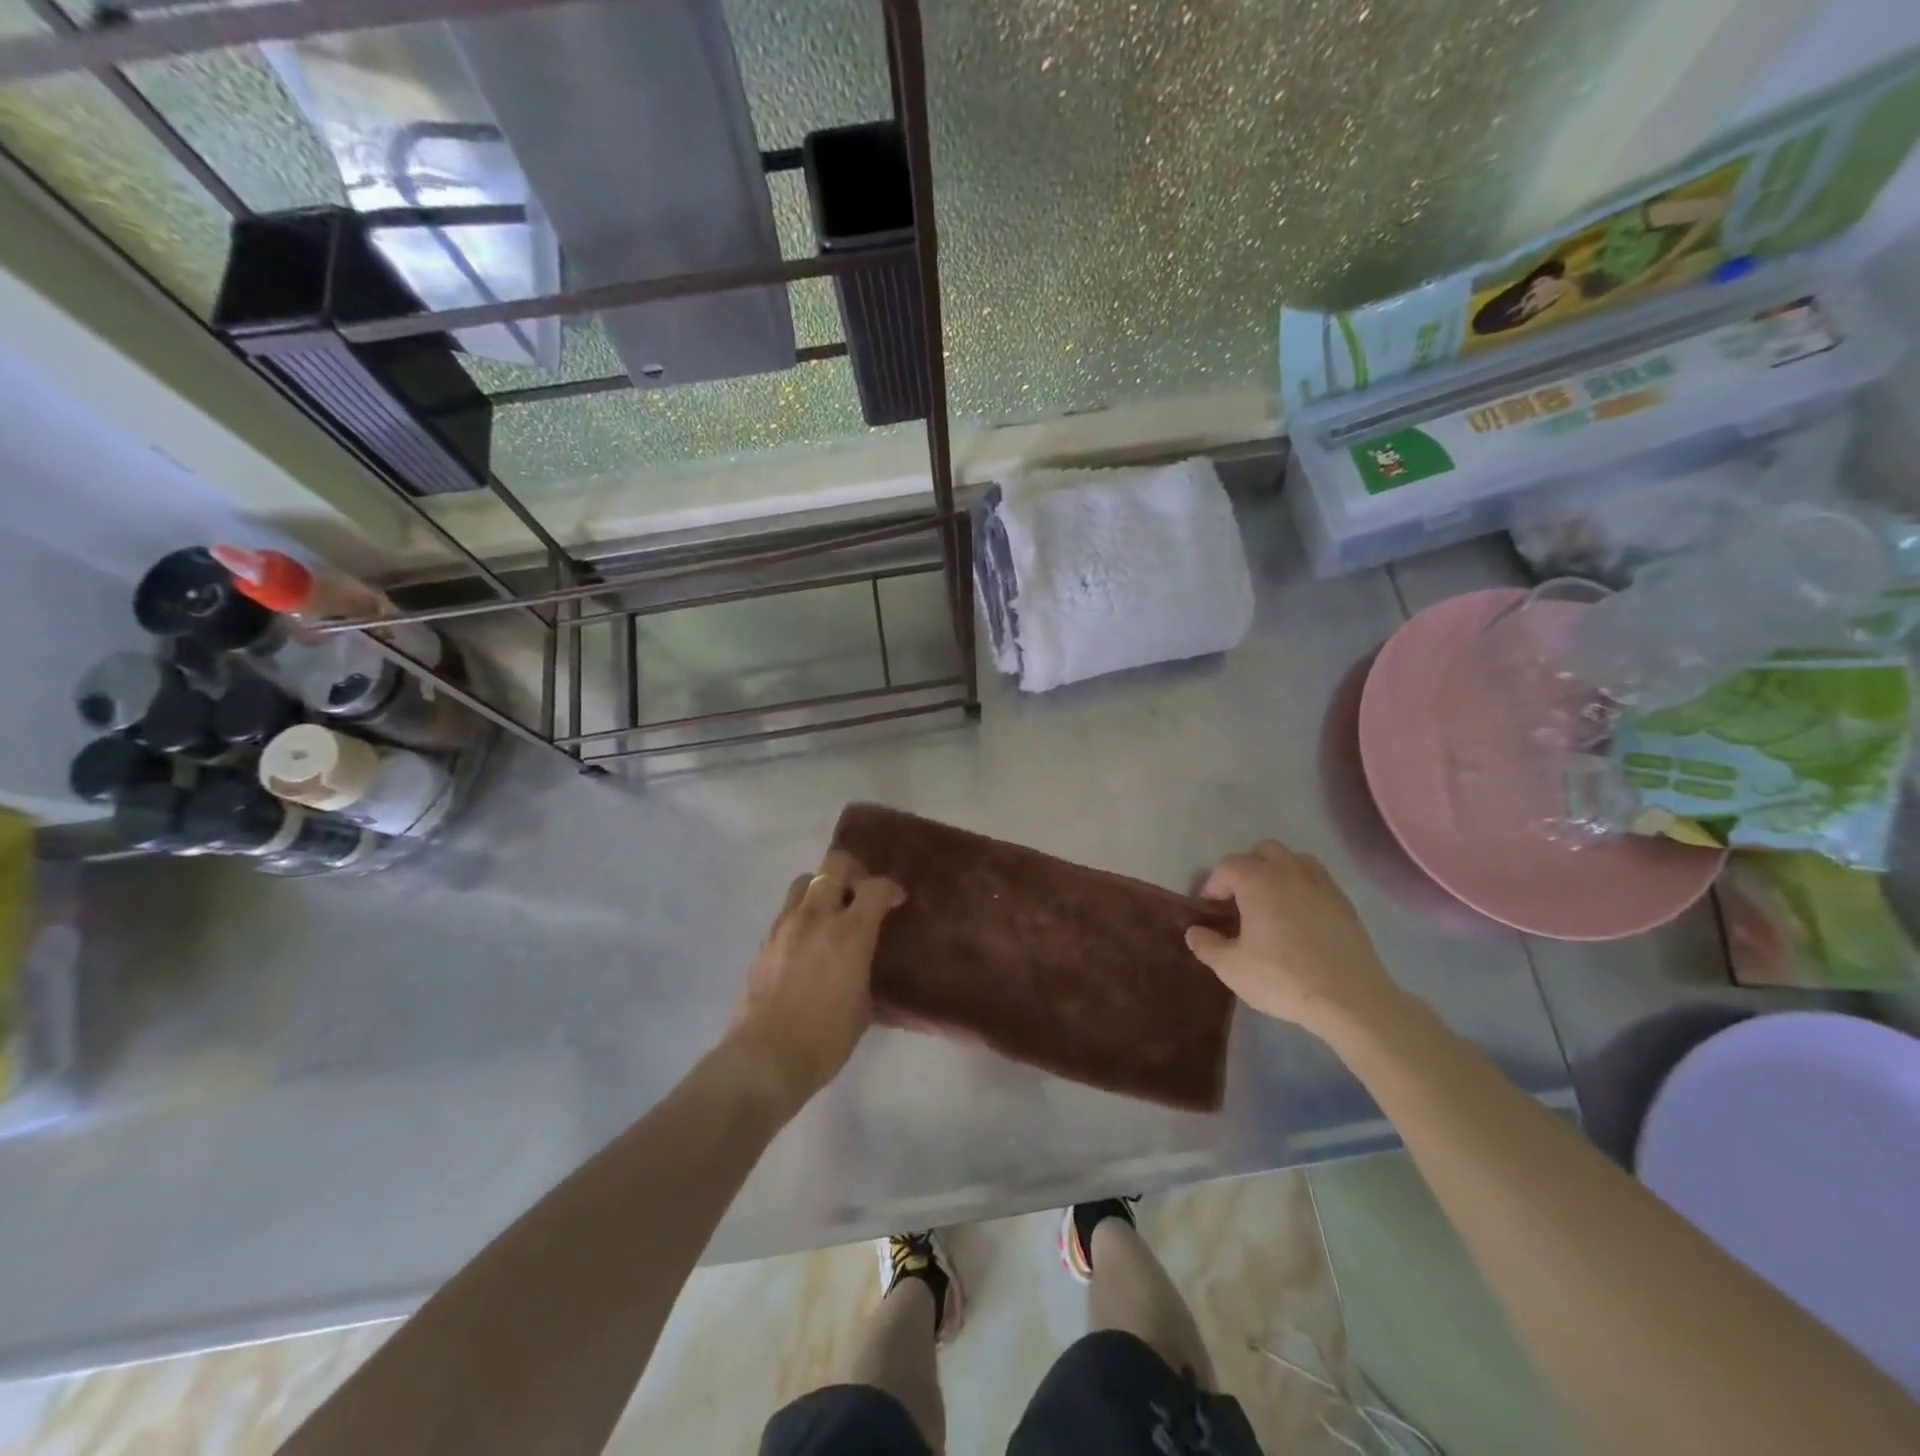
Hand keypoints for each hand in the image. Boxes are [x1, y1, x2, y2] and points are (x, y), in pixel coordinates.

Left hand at [727, 849, 905, 1109]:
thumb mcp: (863, 1005)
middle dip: (854, 872)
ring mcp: (786, 925)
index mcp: (850, 932)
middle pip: (835, 865)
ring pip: (805, 881)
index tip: (897, 901)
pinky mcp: (766, 940)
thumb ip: (864, 970)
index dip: (891, 889)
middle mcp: (817, 917)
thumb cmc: (825, 1039)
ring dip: (823, 888)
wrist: (765, 1059)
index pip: (875, 887)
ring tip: (832, 912)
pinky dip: (803, 912)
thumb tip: (861, 962)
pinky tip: (809, 939)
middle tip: (862, 894)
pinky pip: (788, 909)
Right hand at [1184, 841, 1400, 1033]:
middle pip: (1262, 852)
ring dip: (1276, 871)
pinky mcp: (1344, 902)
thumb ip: (1207, 945)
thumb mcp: (1232, 968)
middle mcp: (1289, 872)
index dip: (1214, 885)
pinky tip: (1299, 915)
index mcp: (1258, 881)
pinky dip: (1301, 885)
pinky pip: (1316, 878)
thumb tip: (1194, 932)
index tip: (1211, 910)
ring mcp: (1321, 884)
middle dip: (1246, 869)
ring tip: (1270, 901)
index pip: (1227, 867)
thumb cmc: (1284, 979)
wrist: (1351, 1000)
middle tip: (1239, 900)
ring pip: (1293, 859)